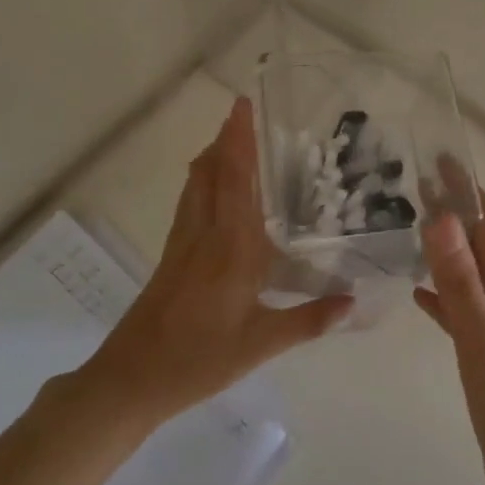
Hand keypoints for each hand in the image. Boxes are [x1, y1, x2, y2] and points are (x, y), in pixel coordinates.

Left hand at [63, 98, 351, 431]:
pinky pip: (189, 202)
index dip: (240, 140)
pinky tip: (209, 185)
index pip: (236, 179)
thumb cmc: (199, 359)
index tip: (244, 106)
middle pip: (213, 171)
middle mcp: (206, 233)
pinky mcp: (171, 255)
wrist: (131, 378)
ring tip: (229, 136)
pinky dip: (201, 179)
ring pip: (196, 184)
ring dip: (212, 154)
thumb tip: (352, 302)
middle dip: (227, 137)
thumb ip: (309, 320)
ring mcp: (183, 242)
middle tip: (242, 109)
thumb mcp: (260, 344)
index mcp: (232, 247)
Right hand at [414, 181, 484, 484]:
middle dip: (452, 212)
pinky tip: (419, 293)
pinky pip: (461, 308)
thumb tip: (441, 216)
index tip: (439, 160)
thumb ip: (460, 277)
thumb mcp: (481, 335)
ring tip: (409, 229)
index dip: (466, 191)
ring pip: (469, 272)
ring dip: (445, 249)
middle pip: (479, 242)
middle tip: (411, 187)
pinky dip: (442, 293)